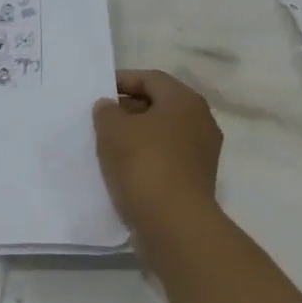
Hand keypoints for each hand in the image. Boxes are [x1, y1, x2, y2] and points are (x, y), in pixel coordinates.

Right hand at [92, 69, 223, 233]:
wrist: (174, 224)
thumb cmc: (144, 164)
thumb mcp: (113, 129)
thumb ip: (106, 111)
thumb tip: (110, 107)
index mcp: (185, 100)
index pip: (150, 78)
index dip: (122, 81)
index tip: (98, 92)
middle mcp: (201, 120)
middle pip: (159, 104)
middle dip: (129, 109)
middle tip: (101, 120)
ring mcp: (203, 152)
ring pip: (163, 133)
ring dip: (137, 135)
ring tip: (108, 145)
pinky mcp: (197, 179)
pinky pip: (167, 157)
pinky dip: (147, 157)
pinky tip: (124, 168)